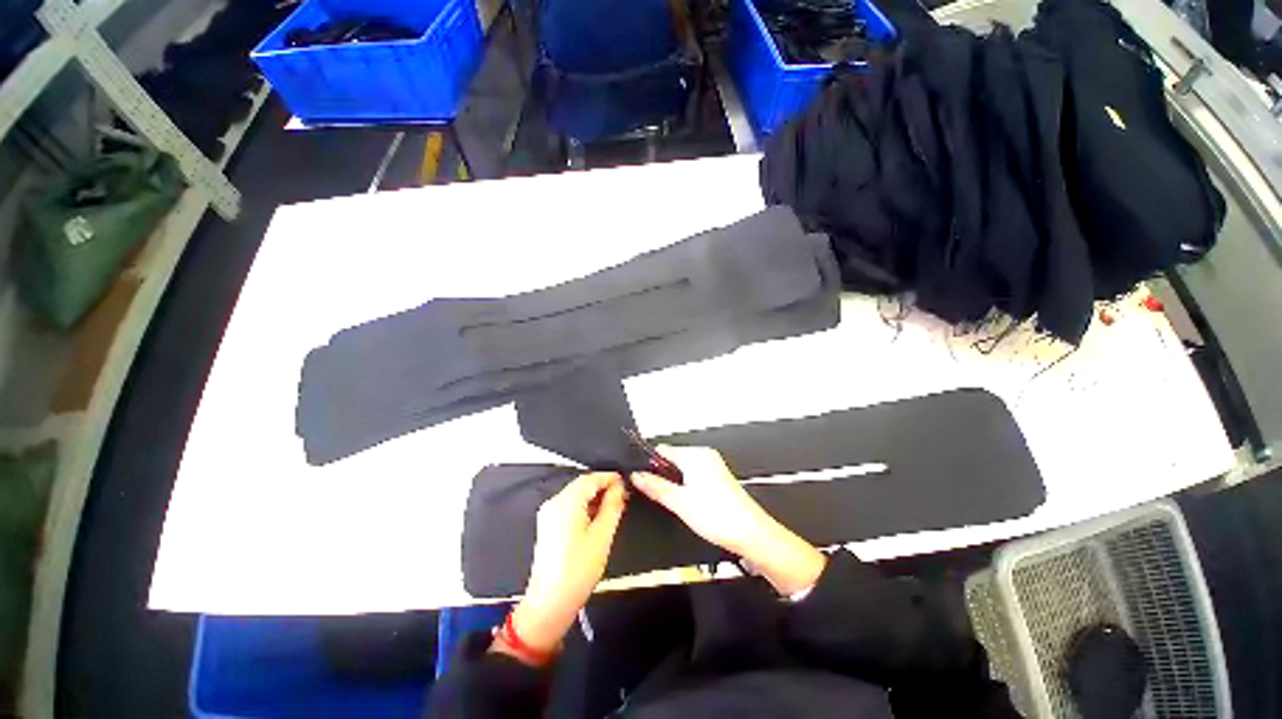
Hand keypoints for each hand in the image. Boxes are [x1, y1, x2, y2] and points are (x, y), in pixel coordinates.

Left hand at [497, 472, 627, 662]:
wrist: (549, 603)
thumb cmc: (578, 569)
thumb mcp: (602, 536)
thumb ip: (612, 507)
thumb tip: (619, 488)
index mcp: (565, 502)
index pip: (590, 479)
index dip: (609, 477)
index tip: (626, 481)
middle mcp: (554, 502)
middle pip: (581, 485)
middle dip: (603, 486)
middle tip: (623, 495)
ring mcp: (548, 514)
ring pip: (575, 495)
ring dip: (594, 497)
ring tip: (615, 505)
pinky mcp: (548, 525)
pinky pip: (569, 507)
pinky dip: (584, 506)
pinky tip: (598, 516)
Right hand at [632, 446, 824, 596]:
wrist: (751, 535)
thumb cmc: (723, 517)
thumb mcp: (679, 503)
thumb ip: (655, 487)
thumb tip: (639, 476)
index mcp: (695, 455)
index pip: (662, 450)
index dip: (649, 464)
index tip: (641, 478)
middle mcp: (705, 457)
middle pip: (672, 459)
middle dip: (662, 475)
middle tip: (659, 496)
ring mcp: (713, 467)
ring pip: (683, 469)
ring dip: (675, 483)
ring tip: (677, 503)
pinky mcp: (718, 479)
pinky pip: (694, 476)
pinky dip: (687, 487)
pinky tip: (690, 505)